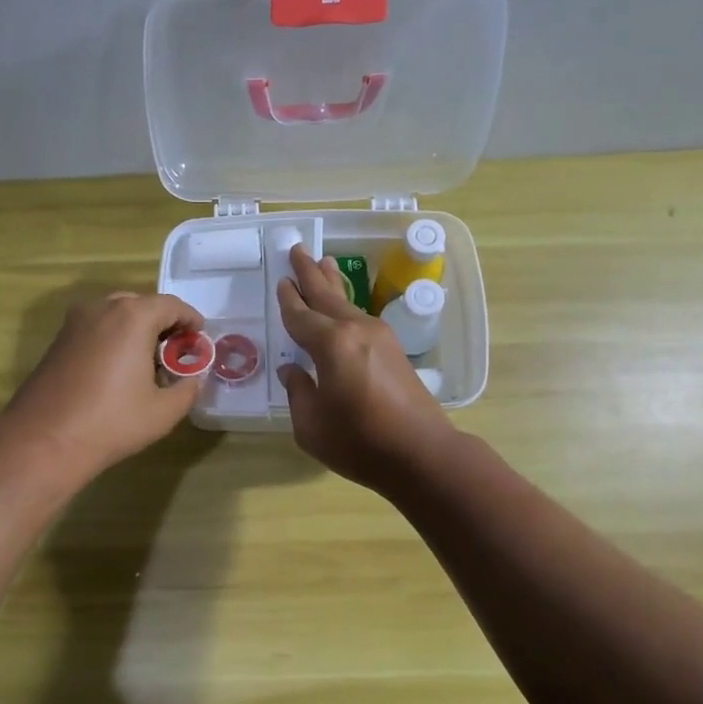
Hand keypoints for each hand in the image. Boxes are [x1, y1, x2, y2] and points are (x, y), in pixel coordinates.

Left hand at [0, 291, 204, 482]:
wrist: (45, 439)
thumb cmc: (111, 422)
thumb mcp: (164, 411)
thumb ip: (188, 389)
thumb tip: (193, 379)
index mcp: (132, 317)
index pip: (171, 305)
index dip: (190, 319)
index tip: (199, 337)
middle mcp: (102, 308)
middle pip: (142, 304)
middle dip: (163, 323)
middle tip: (176, 350)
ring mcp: (75, 322)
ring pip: (116, 313)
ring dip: (137, 328)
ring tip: (149, 360)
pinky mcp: (59, 339)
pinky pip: (96, 326)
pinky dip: (114, 336)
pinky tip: (119, 368)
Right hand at [276, 246, 455, 492]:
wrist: (421, 453)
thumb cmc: (360, 442)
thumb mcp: (311, 425)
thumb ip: (299, 392)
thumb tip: (294, 372)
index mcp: (331, 344)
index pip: (300, 316)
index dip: (288, 300)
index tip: (281, 281)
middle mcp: (355, 330)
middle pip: (326, 295)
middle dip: (309, 273)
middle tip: (298, 249)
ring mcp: (379, 337)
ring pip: (348, 302)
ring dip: (332, 283)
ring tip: (323, 262)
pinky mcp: (393, 350)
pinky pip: (360, 317)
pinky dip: (347, 304)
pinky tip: (344, 306)